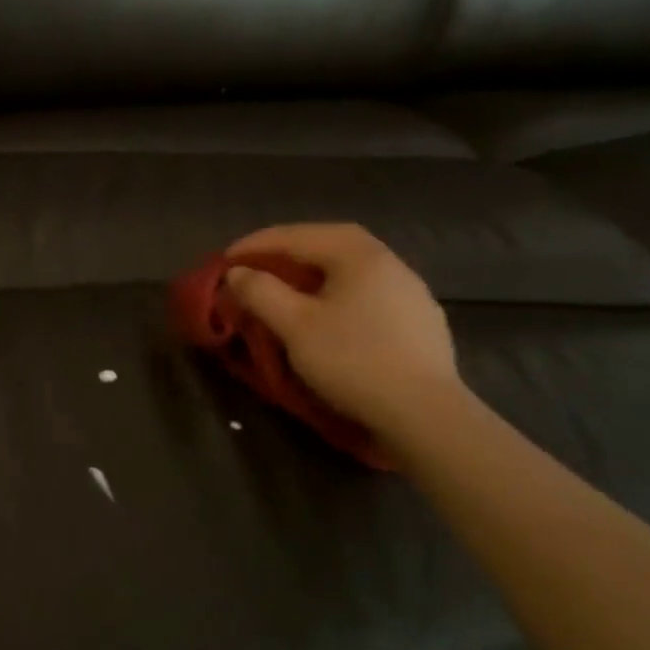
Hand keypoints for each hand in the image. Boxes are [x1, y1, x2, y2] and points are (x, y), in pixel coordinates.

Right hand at [225, 223, 460, 439]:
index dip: (256, 245)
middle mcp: (389, 261)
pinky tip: (331, 313)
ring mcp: (411, 290)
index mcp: (358, 254)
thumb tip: (238, 273)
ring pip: (350, 269)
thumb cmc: (353, 361)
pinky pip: (368, 292)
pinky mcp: (420, 320)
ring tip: (289, 287)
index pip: (297, 236)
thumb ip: (261, 292)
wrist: (424, 413)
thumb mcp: (295, 326)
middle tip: (256, 265)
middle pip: (329, 244)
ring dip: (314, 272)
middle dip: (288, 251)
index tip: (225, 260)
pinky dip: (338, 293)